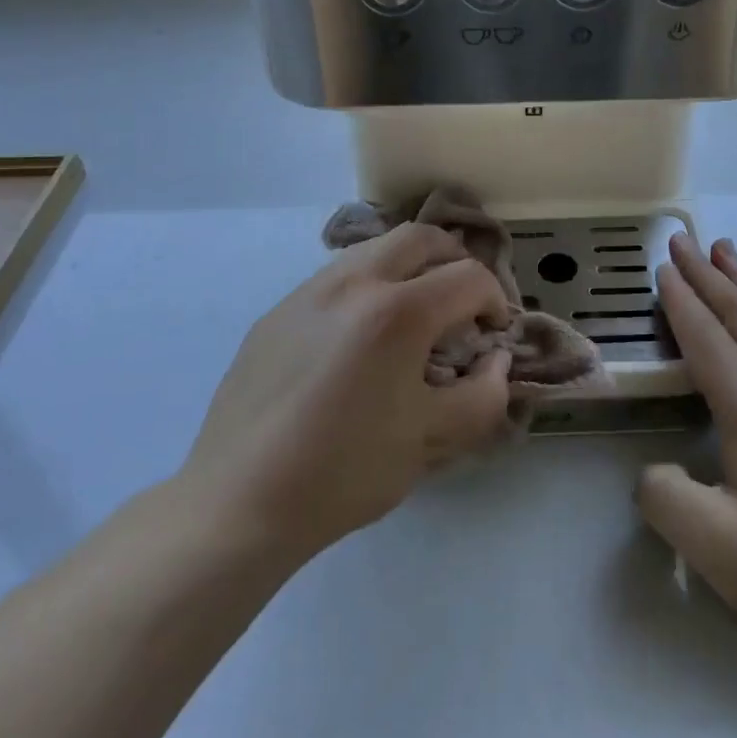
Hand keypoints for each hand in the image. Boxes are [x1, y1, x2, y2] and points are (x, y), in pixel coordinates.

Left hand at [177, 224, 514, 567]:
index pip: (468, 277)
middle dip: (455, 262)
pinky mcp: (278, 310)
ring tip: (414, 315)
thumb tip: (496, 361)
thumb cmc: (345, 472)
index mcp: (397, 312)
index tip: (493, 336)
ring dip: (410, 268)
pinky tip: (360, 339)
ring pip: (374, 249)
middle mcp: (353, 283)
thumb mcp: (432, 441)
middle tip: (463, 304)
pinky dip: (368, 287)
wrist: (240, 500)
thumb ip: (483, 395)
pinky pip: (337, 277)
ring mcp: (308, 291)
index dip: (496, 301)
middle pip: (421, 237)